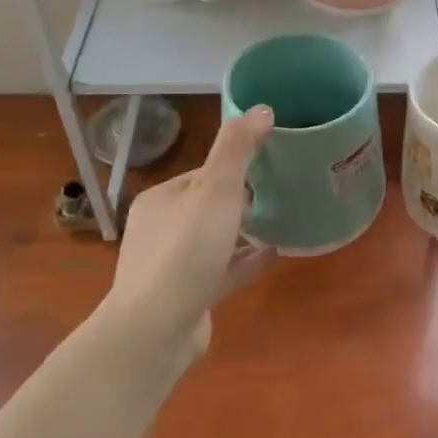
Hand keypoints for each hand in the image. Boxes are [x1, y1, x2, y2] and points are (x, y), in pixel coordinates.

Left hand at [101, 106, 276, 358]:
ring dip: (243, 231)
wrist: (156, 330)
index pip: (203, 174)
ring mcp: (171, 267)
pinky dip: (245, 261)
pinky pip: (221, 271)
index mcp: (161, 200)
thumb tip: (261, 108)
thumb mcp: (216, 189)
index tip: (270, 165)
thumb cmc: (186, 250)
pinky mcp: (186, 297)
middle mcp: (161, 229)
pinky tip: (274, 255)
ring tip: (281, 220)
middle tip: (281, 192)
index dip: (236, 168)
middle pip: (208, 206)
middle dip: (241, 199)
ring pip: (214, 240)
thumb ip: (238, 148)